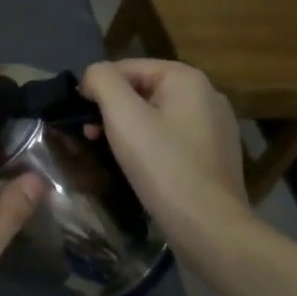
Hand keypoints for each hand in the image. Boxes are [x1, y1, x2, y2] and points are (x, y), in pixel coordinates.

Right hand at [80, 59, 253, 260]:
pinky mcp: (214, 155)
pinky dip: (150, 145)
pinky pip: (171, 137)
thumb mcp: (122, 115)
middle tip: (91, 136)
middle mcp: (207, 95)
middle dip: (111, 109)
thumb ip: (102, 81)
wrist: (209, 227)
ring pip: (156, 115)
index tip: (81, 118)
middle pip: (142, 90)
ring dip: (127, 128)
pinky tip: (140, 167)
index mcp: (187, 78)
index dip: (97, 88)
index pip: (126, 67)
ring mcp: (215, 126)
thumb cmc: (163, 165)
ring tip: (110, 152)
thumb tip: (93, 76)